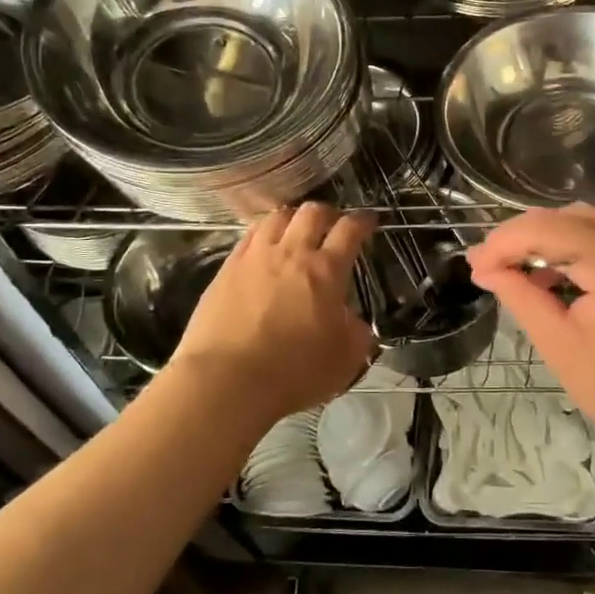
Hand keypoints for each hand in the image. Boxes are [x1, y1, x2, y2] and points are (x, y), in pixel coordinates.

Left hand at [166, 203, 375, 421]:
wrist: (226, 380)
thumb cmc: (293, 372)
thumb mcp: (345, 360)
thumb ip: (357, 334)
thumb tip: (353, 322)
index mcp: (326, 271)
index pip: (350, 230)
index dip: (363, 221)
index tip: (368, 222)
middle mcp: (291, 253)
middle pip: (312, 213)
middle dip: (328, 214)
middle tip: (332, 226)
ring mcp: (254, 257)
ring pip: (277, 217)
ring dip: (292, 219)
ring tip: (295, 232)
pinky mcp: (226, 269)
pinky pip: (249, 237)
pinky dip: (263, 235)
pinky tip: (263, 249)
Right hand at [466, 205, 594, 463]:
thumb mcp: (563, 349)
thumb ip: (523, 299)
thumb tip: (486, 270)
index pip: (545, 229)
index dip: (503, 242)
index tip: (473, 266)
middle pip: (566, 217)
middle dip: (521, 236)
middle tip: (487, 267)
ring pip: (587, 223)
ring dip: (547, 239)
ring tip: (514, 270)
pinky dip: (575, 249)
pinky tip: (555, 277)